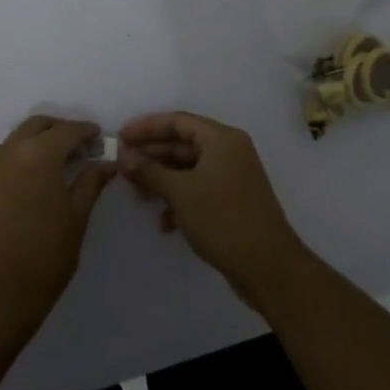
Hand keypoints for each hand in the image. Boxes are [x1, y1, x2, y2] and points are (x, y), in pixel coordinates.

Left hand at [0, 116, 116, 333]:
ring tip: (64, 159)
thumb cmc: (47, 254)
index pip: (66, 130)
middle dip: (61, 129)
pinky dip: (26, 153)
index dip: (86, 131)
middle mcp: (11, 151)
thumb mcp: (77, 216)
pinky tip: (41, 174)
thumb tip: (107, 163)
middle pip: (39, 125)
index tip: (100, 137)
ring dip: (42, 139)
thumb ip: (91, 182)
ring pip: (20, 137)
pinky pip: (8, 154)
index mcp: (38, 155)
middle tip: (82, 145)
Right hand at [117, 111, 308, 307]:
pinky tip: (163, 222)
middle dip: (152, 156)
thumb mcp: (180, 193)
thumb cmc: (223, 220)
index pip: (178, 121)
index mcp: (222, 139)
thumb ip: (150, 171)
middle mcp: (229, 152)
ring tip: (139, 196)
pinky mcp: (231, 201)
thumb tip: (125, 157)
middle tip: (123, 167)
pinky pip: (198, 189)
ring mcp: (232, 177)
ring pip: (188, 169)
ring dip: (162, 180)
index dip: (147, 127)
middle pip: (182, 144)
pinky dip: (179, 200)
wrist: (268, 267)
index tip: (120, 137)